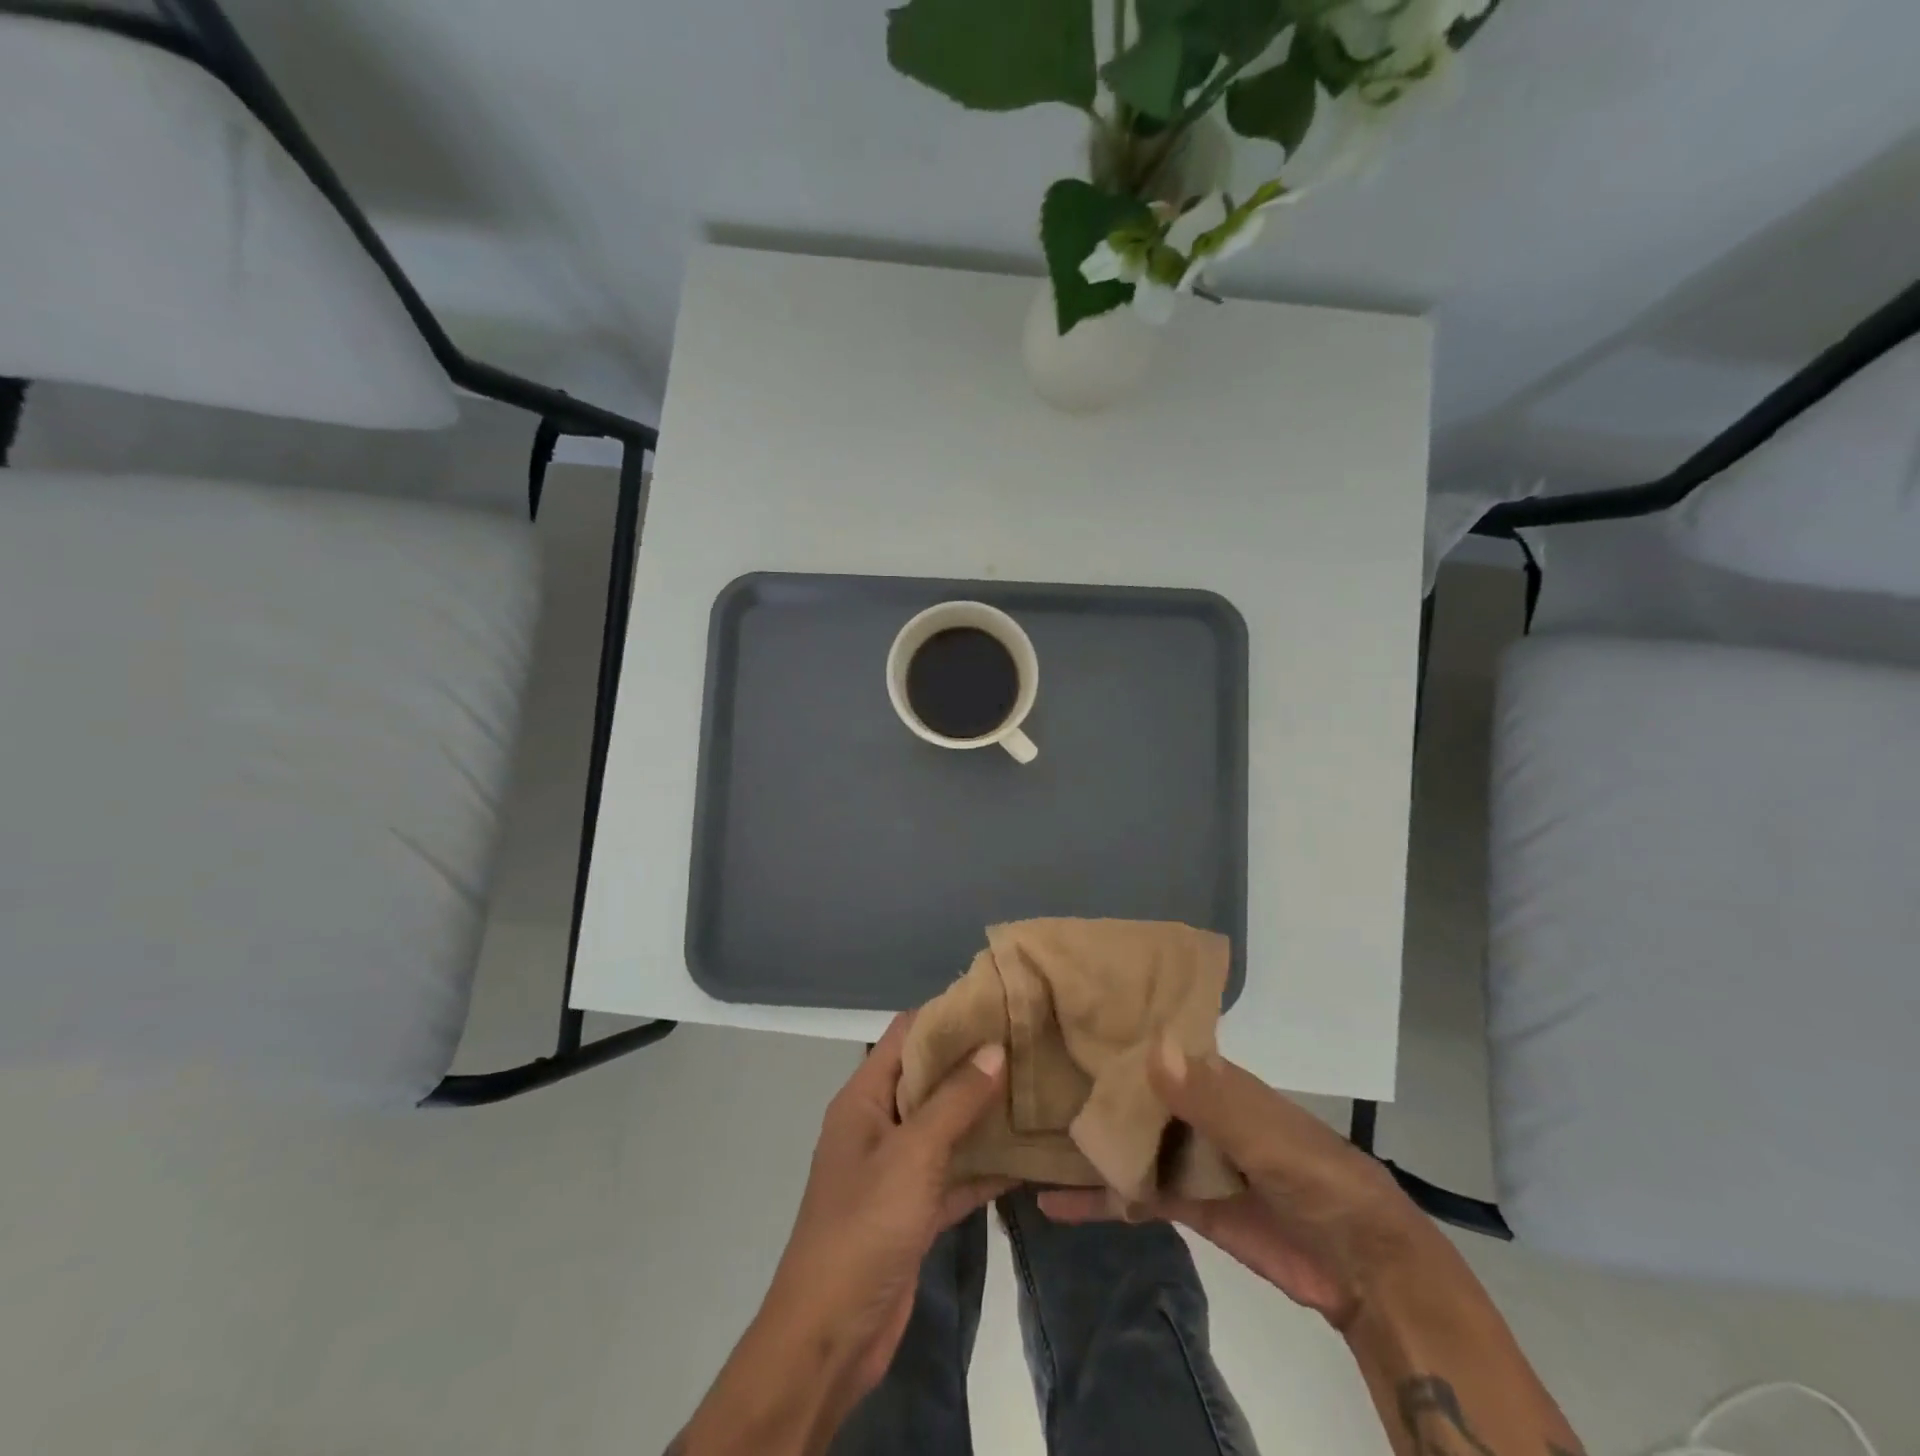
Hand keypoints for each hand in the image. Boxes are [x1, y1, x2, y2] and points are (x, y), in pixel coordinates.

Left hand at [765, 1013, 1011, 1393]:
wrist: (829, 1338)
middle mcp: (879, 1124)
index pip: (906, 1035)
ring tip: (1036, 1090)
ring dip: (984, 1115)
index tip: (996, 1003)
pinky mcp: (914, 1209)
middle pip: (930, 1078)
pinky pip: (954, 1174)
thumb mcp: (913, 1154)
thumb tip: (995, 1046)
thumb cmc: (864, 1227)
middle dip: (974, 1063)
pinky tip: (1028, 1158)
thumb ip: (956, 1100)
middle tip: (1028, 1044)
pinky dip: (984, 1167)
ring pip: (946, 1127)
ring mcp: (897, 1169)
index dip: (946, 1016)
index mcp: (864, 1097)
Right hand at [1038, 1040, 1428, 1328]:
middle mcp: (1192, 1110)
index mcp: (1212, 1079)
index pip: (1150, 1047)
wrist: (1364, 1268)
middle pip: (1129, 1094)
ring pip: (1125, 1142)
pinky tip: (1050, 1201)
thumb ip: (1211, 1098)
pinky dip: (1097, 1198)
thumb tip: (1151, 1048)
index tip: (1053, 1022)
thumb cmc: (1319, 1179)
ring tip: (1021, 1135)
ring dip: (1083, 1141)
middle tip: (1016, 1078)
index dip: (1107, 1036)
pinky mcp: (1184, 1205)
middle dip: (1083, 1087)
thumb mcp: (1267, 1136)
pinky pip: (1132, 1194)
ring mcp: (1185, 1157)